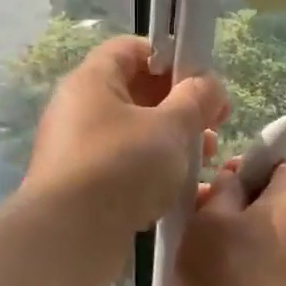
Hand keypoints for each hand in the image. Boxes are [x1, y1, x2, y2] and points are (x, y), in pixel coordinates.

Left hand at [21, 36, 228, 285]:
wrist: (70, 236)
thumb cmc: (122, 167)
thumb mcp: (170, 128)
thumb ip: (196, 100)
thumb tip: (209, 85)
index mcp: (92, 81)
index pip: (131, 49)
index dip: (170, 57)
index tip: (202, 81)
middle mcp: (79, 110)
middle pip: (136, 94)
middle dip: (181, 107)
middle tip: (215, 126)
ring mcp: (78, 151)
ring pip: (134, 135)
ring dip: (173, 143)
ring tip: (206, 161)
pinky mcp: (83, 188)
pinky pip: (124, 168)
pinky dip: (153, 173)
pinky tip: (180, 191)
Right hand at [178, 158, 285, 285]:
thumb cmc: (233, 276)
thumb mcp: (211, 220)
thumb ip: (220, 190)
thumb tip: (233, 180)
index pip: (281, 159)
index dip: (249, 161)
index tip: (218, 178)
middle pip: (269, 197)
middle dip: (232, 201)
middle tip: (196, 216)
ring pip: (261, 233)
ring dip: (230, 236)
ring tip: (197, 251)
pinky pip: (262, 263)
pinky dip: (238, 264)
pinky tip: (212, 281)